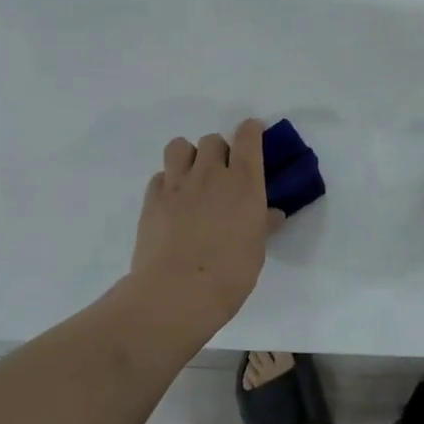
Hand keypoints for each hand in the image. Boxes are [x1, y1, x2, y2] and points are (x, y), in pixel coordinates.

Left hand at [130, 119, 281, 326]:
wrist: (177, 293)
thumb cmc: (230, 274)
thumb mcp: (256, 249)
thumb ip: (262, 224)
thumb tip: (271, 214)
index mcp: (244, 182)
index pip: (248, 137)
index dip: (251, 131)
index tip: (253, 134)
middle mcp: (211, 173)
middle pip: (212, 140)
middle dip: (219, 151)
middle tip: (222, 174)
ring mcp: (178, 184)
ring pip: (180, 146)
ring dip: (189, 156)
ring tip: (192, 178)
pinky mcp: (152, 199)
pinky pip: (160, 176)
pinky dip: (168, 183)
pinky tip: (173, 203)